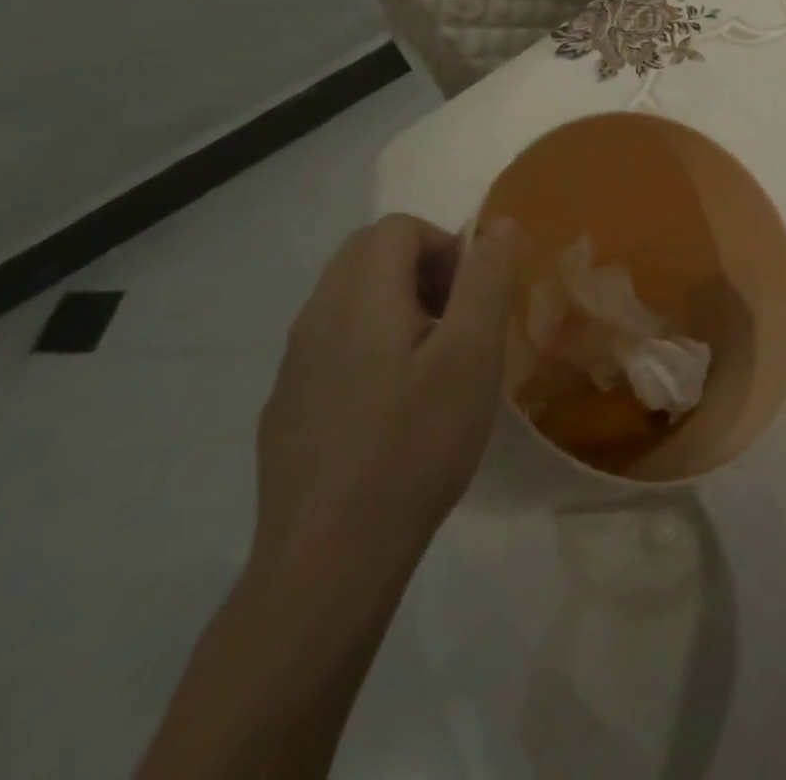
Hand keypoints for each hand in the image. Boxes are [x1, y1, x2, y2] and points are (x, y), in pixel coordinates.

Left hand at [252, 214, 525, 588]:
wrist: (327, 561)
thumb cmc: (414, 446)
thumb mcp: (471, 355)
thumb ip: (486, 279)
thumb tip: (498, 224)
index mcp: (358, 297)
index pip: (398, 228)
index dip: (445, 245)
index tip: (472, 297)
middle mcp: (315, 317)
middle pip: (367, 254)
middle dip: (422, 268)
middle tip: (458, 321)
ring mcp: (293, 364)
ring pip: (348, 297)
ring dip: (397, 304)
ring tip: (433, 362)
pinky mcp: (287, 404)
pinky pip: (331, 342)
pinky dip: (370, 342)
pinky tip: (393, 405)